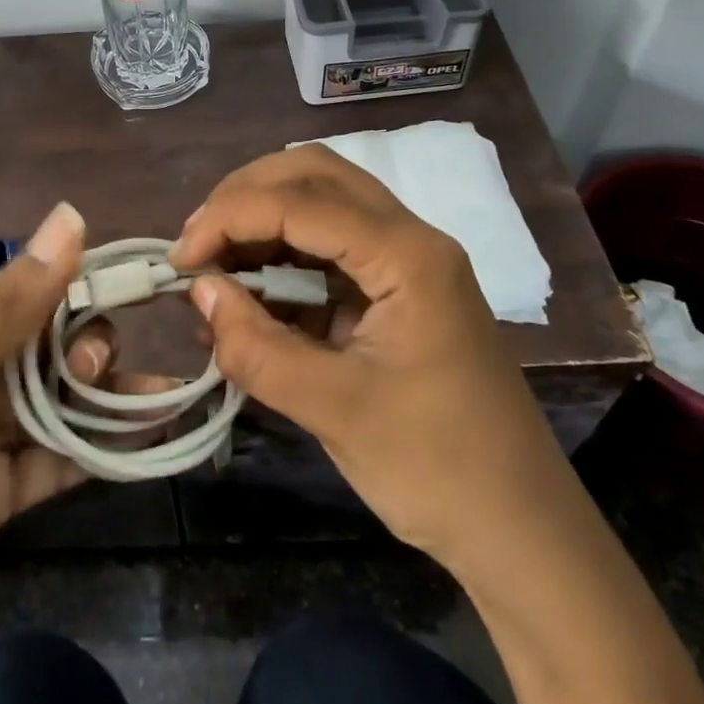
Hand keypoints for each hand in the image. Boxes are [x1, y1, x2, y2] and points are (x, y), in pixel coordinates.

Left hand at [0, 202, 158, 703]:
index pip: (23, 291)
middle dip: (86, 348)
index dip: (78, 287)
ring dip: (103, 398)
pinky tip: (144, 440)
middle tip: (101, 371)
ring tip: (154, 402)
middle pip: (44, 347)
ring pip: (56, 403)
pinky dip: (96, 450)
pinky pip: (53, 462)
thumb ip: (9, 303)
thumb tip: (73, 214)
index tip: (136, 288)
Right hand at [170, 146, 560, 571]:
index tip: (182, 259)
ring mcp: (408, 257)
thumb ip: (257, 347)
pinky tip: (252, 285)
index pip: (302, 202)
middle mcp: (411, 236)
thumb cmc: (436, 470)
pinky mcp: (399, 284)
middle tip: (199, 241)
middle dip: (247, 195)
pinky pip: (332, 241)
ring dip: (264, 216)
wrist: (521, 530)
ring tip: (215, 259)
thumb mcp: (335, 411)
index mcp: (408, 256)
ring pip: (324, 198)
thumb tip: (198, 291)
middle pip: (316, 173)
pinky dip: (284, 250)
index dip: (231, 217)